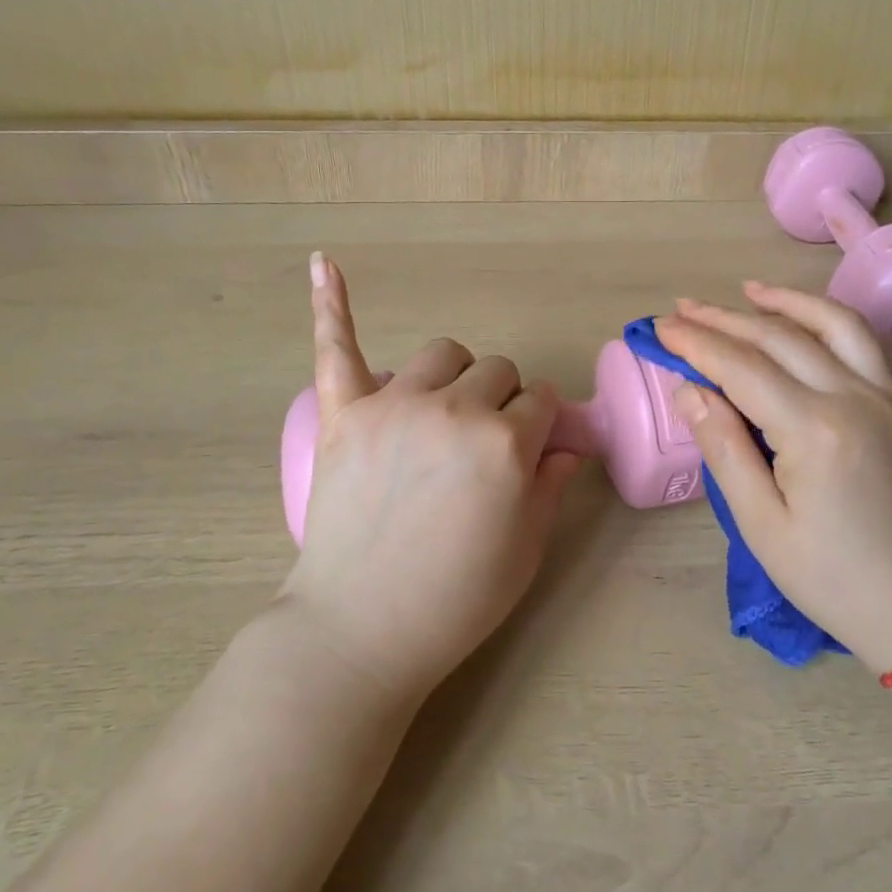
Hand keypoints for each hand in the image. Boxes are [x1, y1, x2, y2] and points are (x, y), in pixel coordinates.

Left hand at [276, 253, 581, 699]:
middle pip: (496, 370)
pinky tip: (325, 262)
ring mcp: (394, 405)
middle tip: (483, 447)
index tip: (530, 450)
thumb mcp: (527, 549)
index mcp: (506, 444)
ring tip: (442, 411)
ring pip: (444, 353)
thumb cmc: (455, 599)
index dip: (539, 427)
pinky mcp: (344, 413)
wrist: (360, 630)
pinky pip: (338, 347)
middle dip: (502, 401)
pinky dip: (333, 304)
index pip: (540, 402)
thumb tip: (565, 446)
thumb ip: (551, 485)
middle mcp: (454, 410)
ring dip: (455, 374)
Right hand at [654, 283, 891, 675]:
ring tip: (746, 290)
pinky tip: (805, 319)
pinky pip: (865, 342)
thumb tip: (689, 391)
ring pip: (832, 324)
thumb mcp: (762, 526)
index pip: (741, 367)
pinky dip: (828, 319)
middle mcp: (855, 398)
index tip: (660, 327)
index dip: (696, 343)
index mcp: (815, 431)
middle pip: (779, 338)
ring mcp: (888, 396)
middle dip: (724, 319)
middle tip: (681, 308)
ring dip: (784, 302)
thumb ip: (724, 448)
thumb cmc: (834, 580)